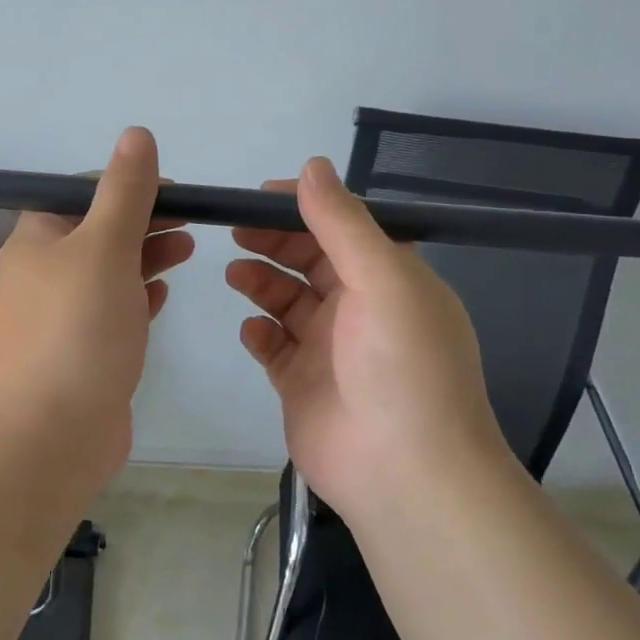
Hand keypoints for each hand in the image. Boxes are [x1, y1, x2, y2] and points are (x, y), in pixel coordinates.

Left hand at [0, 127, 193, 483]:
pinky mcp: (79, 352)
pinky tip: (163, 295)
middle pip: (96, 231)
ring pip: (107, 272)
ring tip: (189, 250)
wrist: (52, 432)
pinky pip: (111, 311)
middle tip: (191, 221)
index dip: (125, 184)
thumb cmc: (78, 328)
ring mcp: (59, 317)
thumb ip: (125, 191)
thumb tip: (136, 135)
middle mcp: (41, 274)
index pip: (79, 192)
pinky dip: (137, 296)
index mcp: (35, 240)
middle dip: (144, 220)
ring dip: (146, 256)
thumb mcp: (105, 246)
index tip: (172, 191)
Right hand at [226, 157, 514, 522]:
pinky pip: (274, 347)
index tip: (260, 196)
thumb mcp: (383, 280)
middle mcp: (362, 309)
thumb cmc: (401, 366)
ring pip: (287, 302)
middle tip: (235, 231)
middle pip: (310, 261)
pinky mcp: (302, 384)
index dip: (305, 208)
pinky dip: (259, 334)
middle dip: (274, 242)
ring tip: (235, 275)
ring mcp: (330, 349)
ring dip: (262, 283)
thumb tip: (312, 166)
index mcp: (391, 279)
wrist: (404, 472)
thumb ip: (342, 223)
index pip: (344, 228)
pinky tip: (251, 331)